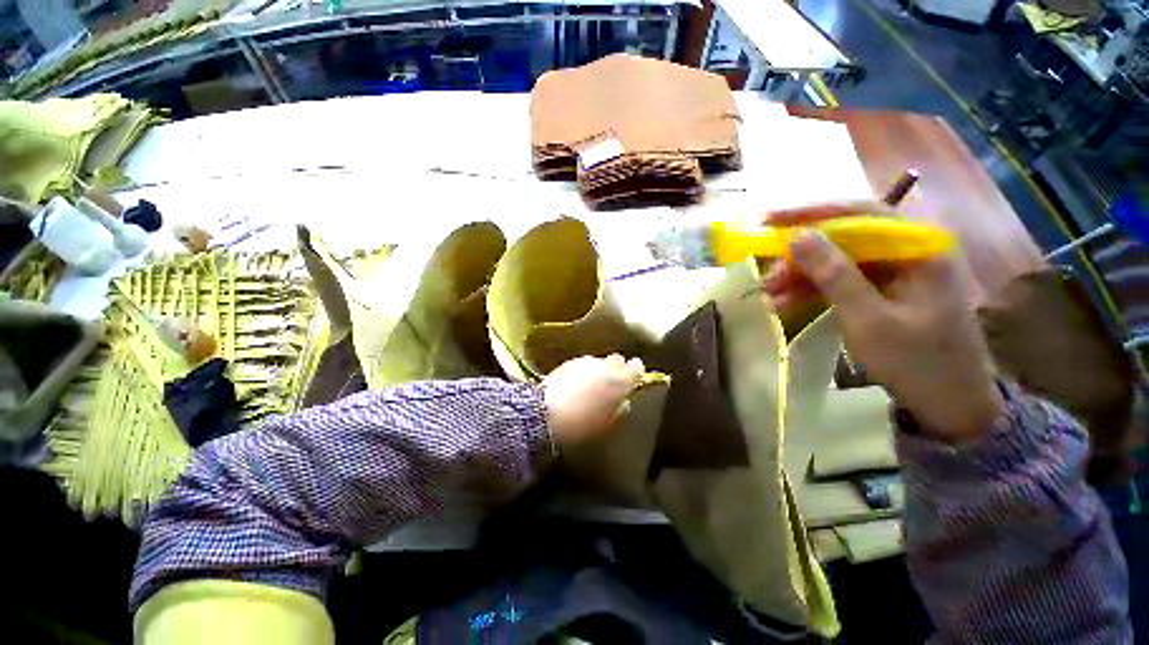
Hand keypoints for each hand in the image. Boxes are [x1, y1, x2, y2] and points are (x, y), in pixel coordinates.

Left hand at [542, 354, 645, 445]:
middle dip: (617, 367)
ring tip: (592, 384)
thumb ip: (619, 410)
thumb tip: (624, 401)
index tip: (634, 376)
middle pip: (618, 359)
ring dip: (599, 369)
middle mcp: (606, 366)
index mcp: (620, 381)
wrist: (546, 411)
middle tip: (612, 381)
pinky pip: (584, 364)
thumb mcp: (606, 423)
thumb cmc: (581, 423)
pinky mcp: (571, 361)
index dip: (636, 370)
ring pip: (600, 361)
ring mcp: (587, 361)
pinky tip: (577, 383)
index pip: (636, 367)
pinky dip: (585, 371)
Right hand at [761, 202, 1003, 442]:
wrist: (950, 402)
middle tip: (766, 275)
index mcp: (919, 246)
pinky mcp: (885, 287)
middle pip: (844, 237)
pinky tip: (786, 304)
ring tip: (769, 294)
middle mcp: (909, 248)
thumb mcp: (868, 318)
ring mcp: (897, 269)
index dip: (809, 214)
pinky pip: (842, 280)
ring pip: (838, 260)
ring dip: (801, 276)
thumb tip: (797, 236)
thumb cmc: (917, 361)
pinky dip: (814, 290)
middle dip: (800, 256)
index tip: (766, 221)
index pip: (858, 213)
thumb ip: (834, 274)